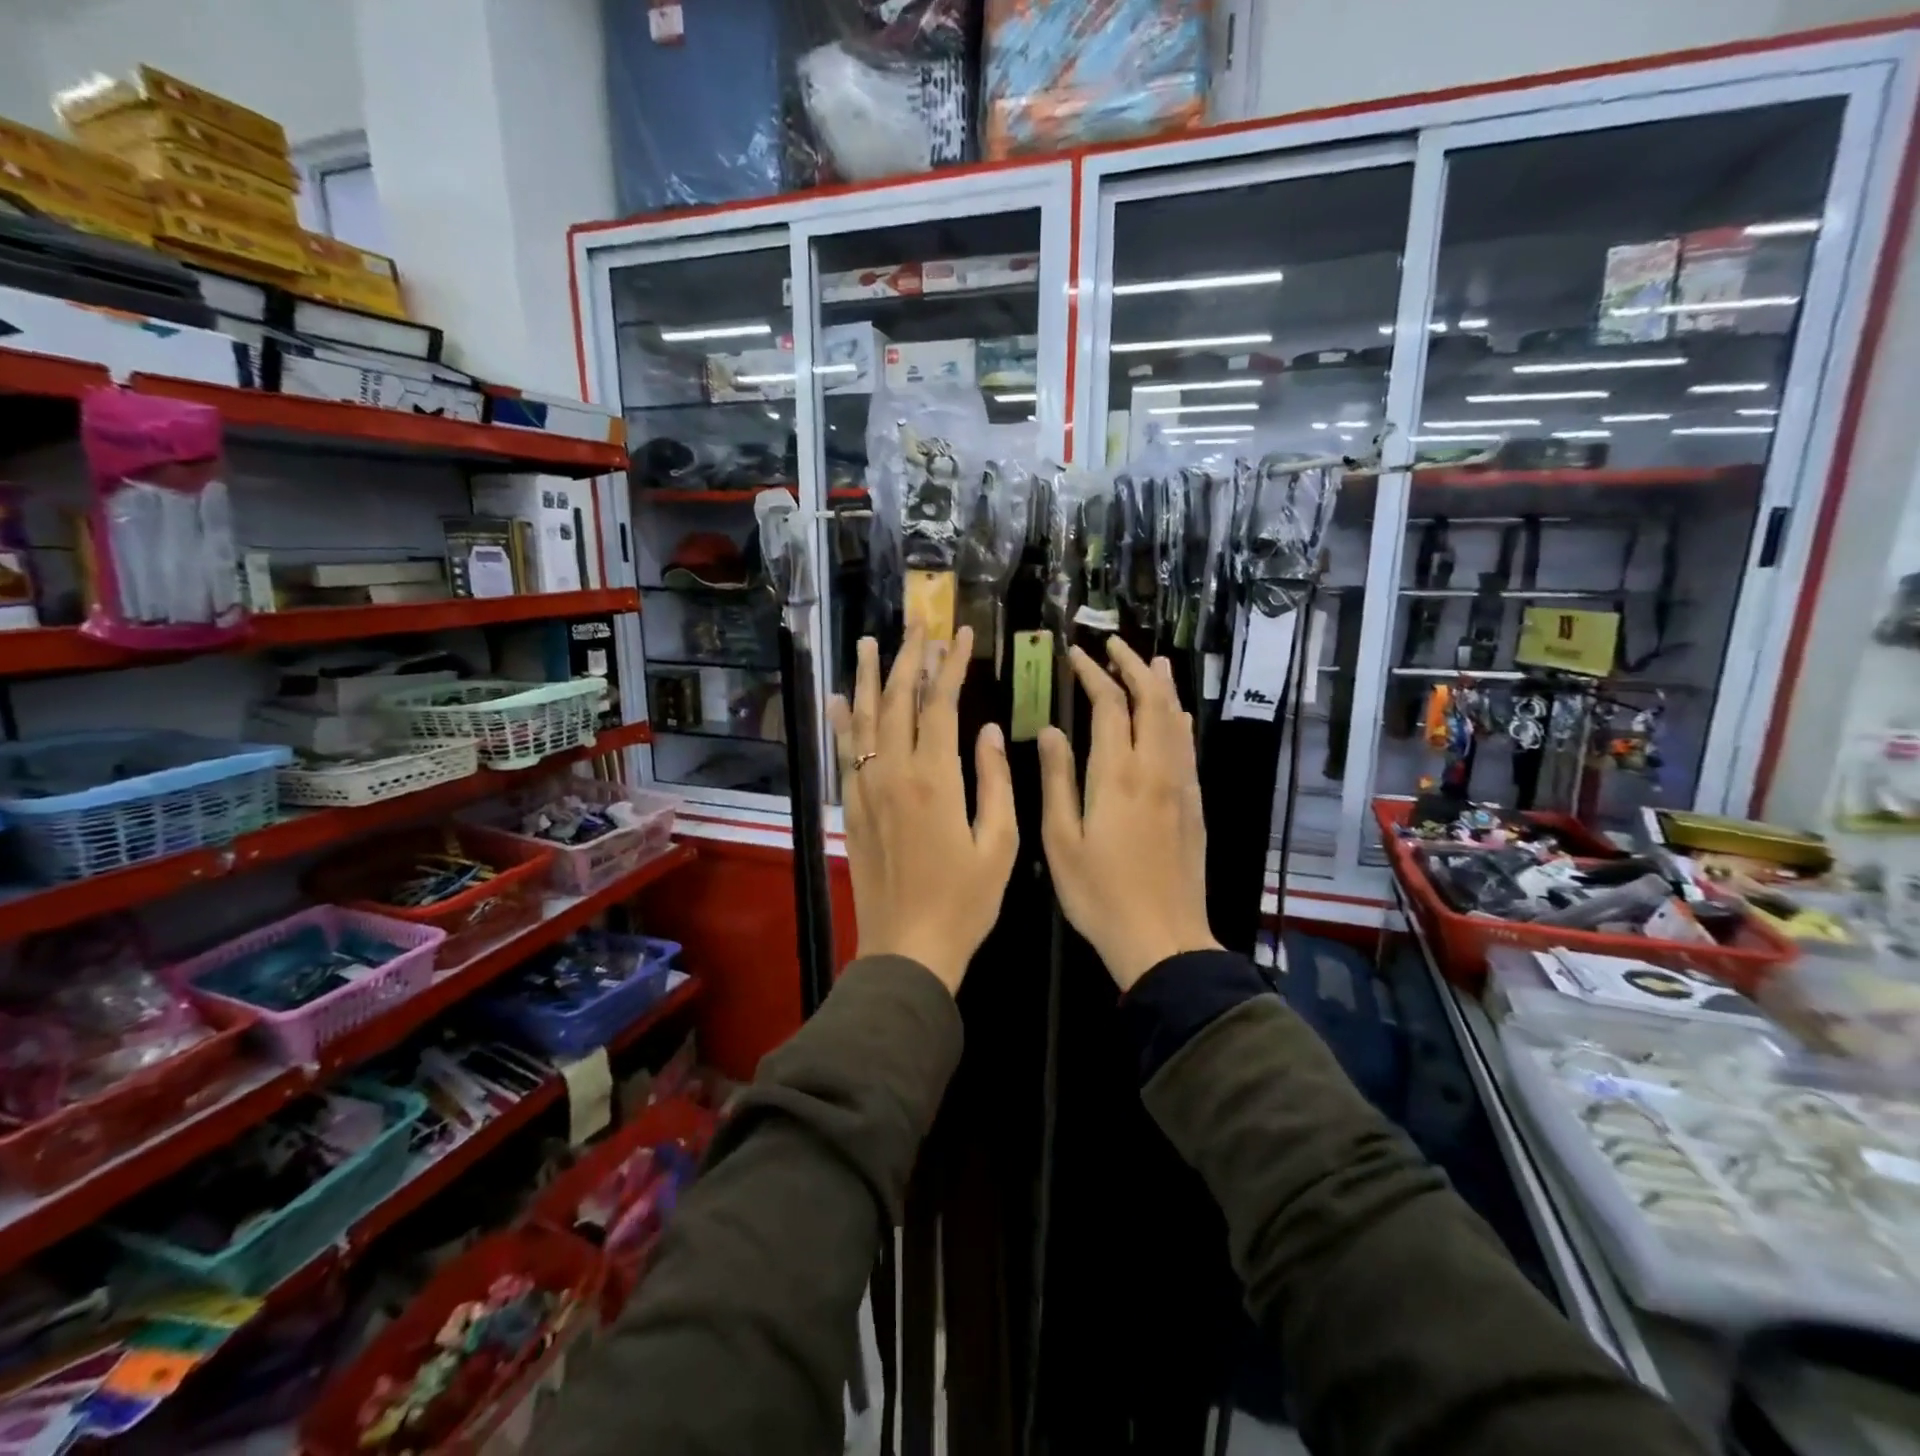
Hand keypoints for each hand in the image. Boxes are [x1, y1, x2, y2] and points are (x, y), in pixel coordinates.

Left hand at [828, 625, 1017, 994]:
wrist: (908, 948)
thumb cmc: (965, 901)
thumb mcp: (1000, 844)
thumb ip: (995, 782)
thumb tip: (991, 730)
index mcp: (936, 778)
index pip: (940, 703)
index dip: (950, 664)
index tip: (960, 633)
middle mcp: (894, 773)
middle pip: (898, 700)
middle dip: (909, 657)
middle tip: (917, 623)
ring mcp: (868, 789)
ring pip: (866, 719)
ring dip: (871, 677)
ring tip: (872, 642)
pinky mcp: (854, 807)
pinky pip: (844, 753)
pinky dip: (842, 722)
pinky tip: (840, 698)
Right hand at [1039, 638, 1220, 991]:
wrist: (1163, 939)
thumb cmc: (1099, 894)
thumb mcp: (1061, 840)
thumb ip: (1057, 779)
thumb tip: (1052, 730)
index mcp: (1117, 775)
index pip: (1109, 705)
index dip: (1093, 674)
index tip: (1075, 655)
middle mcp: (1154, 769)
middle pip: (1151, 701)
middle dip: (1133, 666)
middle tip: (1113, 645)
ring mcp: (1180, 786)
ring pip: (1175, 719)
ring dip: (1161, 685)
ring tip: (1151, 662)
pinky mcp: (1194, 804)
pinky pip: (1187, 747)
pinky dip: (1178, 719)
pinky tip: (1175, 716)